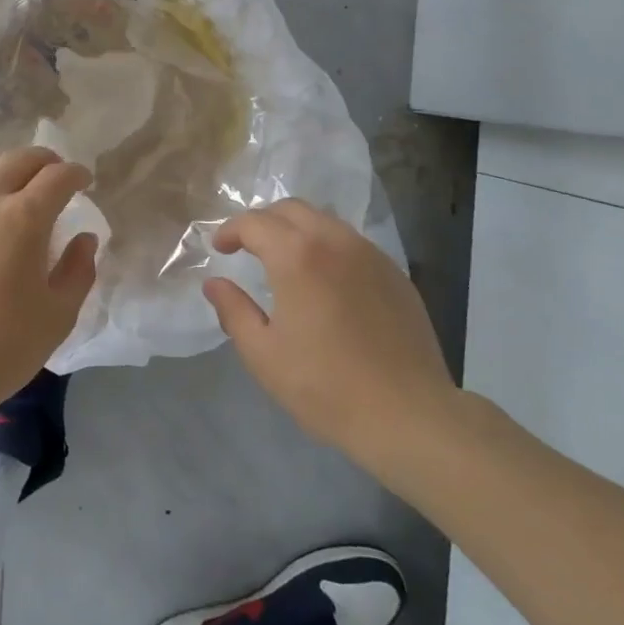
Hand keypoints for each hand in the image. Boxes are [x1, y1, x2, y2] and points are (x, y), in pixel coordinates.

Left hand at [0, 147, 98, 429]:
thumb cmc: (2, 346)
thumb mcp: (58, 315)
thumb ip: (78, 270)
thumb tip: (84, 238)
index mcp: (24, 218)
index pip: (57, 177)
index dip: (76, 174)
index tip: (83, 182)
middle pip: (18, 160)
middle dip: (43, 161)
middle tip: (53, 175)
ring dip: (3, 168)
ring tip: (10, 186)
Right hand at [204, 199, 458, 481]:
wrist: (408, 415)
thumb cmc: (325, 386)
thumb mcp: (263, 353)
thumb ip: (234, 311)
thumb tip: (215, 283)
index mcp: (297, 256)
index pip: (254, 223)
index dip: (230, 230)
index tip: (219, 248)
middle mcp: (335, 241)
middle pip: (291, 209)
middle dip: (263, 221)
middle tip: (247, 246)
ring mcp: (370, 255)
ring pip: (325, 221)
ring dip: (296, 229)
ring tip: (283, 259)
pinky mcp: (395, 274)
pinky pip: (352, 243)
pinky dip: (327, 246)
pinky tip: (324, 280)